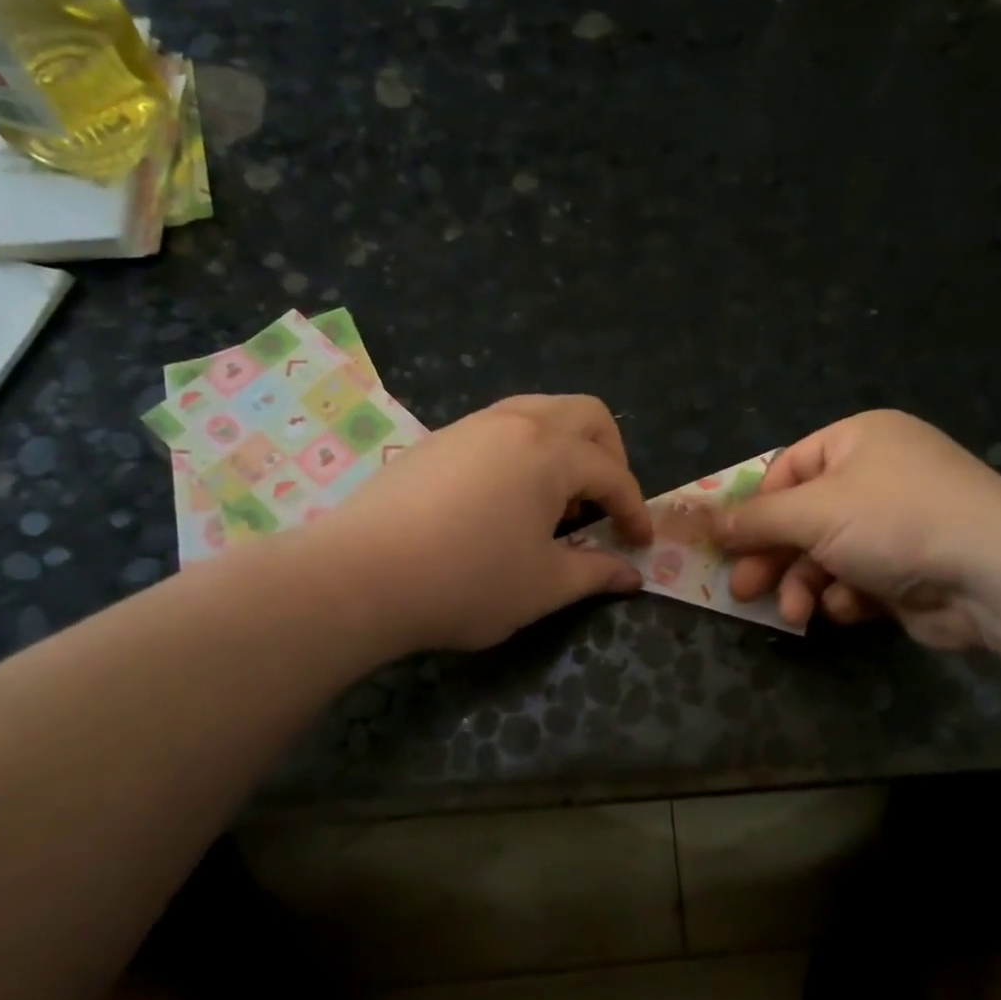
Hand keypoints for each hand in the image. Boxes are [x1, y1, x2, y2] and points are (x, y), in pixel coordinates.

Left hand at [315, 395, 652, 653]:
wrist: (359, 576)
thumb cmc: (467, 581)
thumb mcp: (543, 586)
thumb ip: (595, 573)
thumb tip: (631, 575)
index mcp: (550, 451)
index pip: (612, 473)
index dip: (634, 509)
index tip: (640, 543)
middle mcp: (515, 422)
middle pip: (585, 415)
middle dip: (610, 455)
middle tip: (606, 503)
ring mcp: (471, 426)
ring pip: (539, 412)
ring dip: (565, 449)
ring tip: (557, 503)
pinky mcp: (437, 441)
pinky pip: (500, 428)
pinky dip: (525, 452)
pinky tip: (507, 500)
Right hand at [715, 411, 1000, 650]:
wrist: (996, 575)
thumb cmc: (895, 521)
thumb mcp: (812, 512)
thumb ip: (754, 519)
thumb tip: (701, 521)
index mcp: (859, 440)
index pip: (787, 469)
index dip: (755, 508)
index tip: (727, 544)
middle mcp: (879, 475)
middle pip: (804, 517)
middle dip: (773, 557)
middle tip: (744, 591)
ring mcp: (898, 523)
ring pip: (827, 554)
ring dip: (805, 584)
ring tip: (795, 614)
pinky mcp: (911, 568)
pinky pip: (859, 578)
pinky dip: (848, 596)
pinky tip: (852, 609)